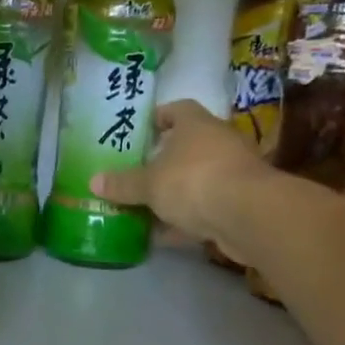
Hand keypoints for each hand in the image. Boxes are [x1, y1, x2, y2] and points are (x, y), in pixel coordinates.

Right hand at [90, 99, 274, 250]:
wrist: (250, 216)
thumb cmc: (193, 182)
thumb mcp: (148, 184)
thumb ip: (122, 184)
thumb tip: (93, 182)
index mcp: (196, 125)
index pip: (178, 109)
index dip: (159, 117)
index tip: (142, 130)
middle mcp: (219, 143)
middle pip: (188, 146)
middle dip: (164, 160)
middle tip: (138, 172)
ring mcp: (234, 173)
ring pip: (198, 179)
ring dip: (175, 193)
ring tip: (145, 207)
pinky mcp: (242, 204)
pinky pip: (207, 207)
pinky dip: (187, 219)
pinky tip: (163, 235)